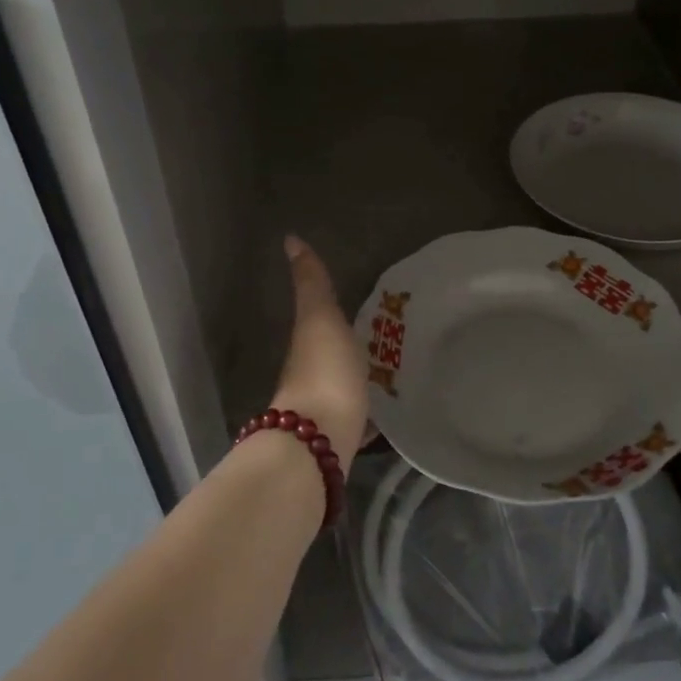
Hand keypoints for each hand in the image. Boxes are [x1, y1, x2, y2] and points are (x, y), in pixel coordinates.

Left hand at [269, 236, 370, 468]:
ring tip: (391, 373)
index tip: (358, 305)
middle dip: (350, 348)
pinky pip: (358, 419)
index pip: (319, 321)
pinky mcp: (342, 437)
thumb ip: (311, 283)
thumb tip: (289, 238)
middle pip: (331, 355)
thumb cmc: (324, 371)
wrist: (319, 441)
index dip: (333, 312)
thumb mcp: (320, 318)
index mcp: (308, 344)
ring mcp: (325, 409)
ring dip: (359, 380)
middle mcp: (311, 375)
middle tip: (384, 339)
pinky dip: (368, 415)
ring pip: (344, 387)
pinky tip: (388, 416)